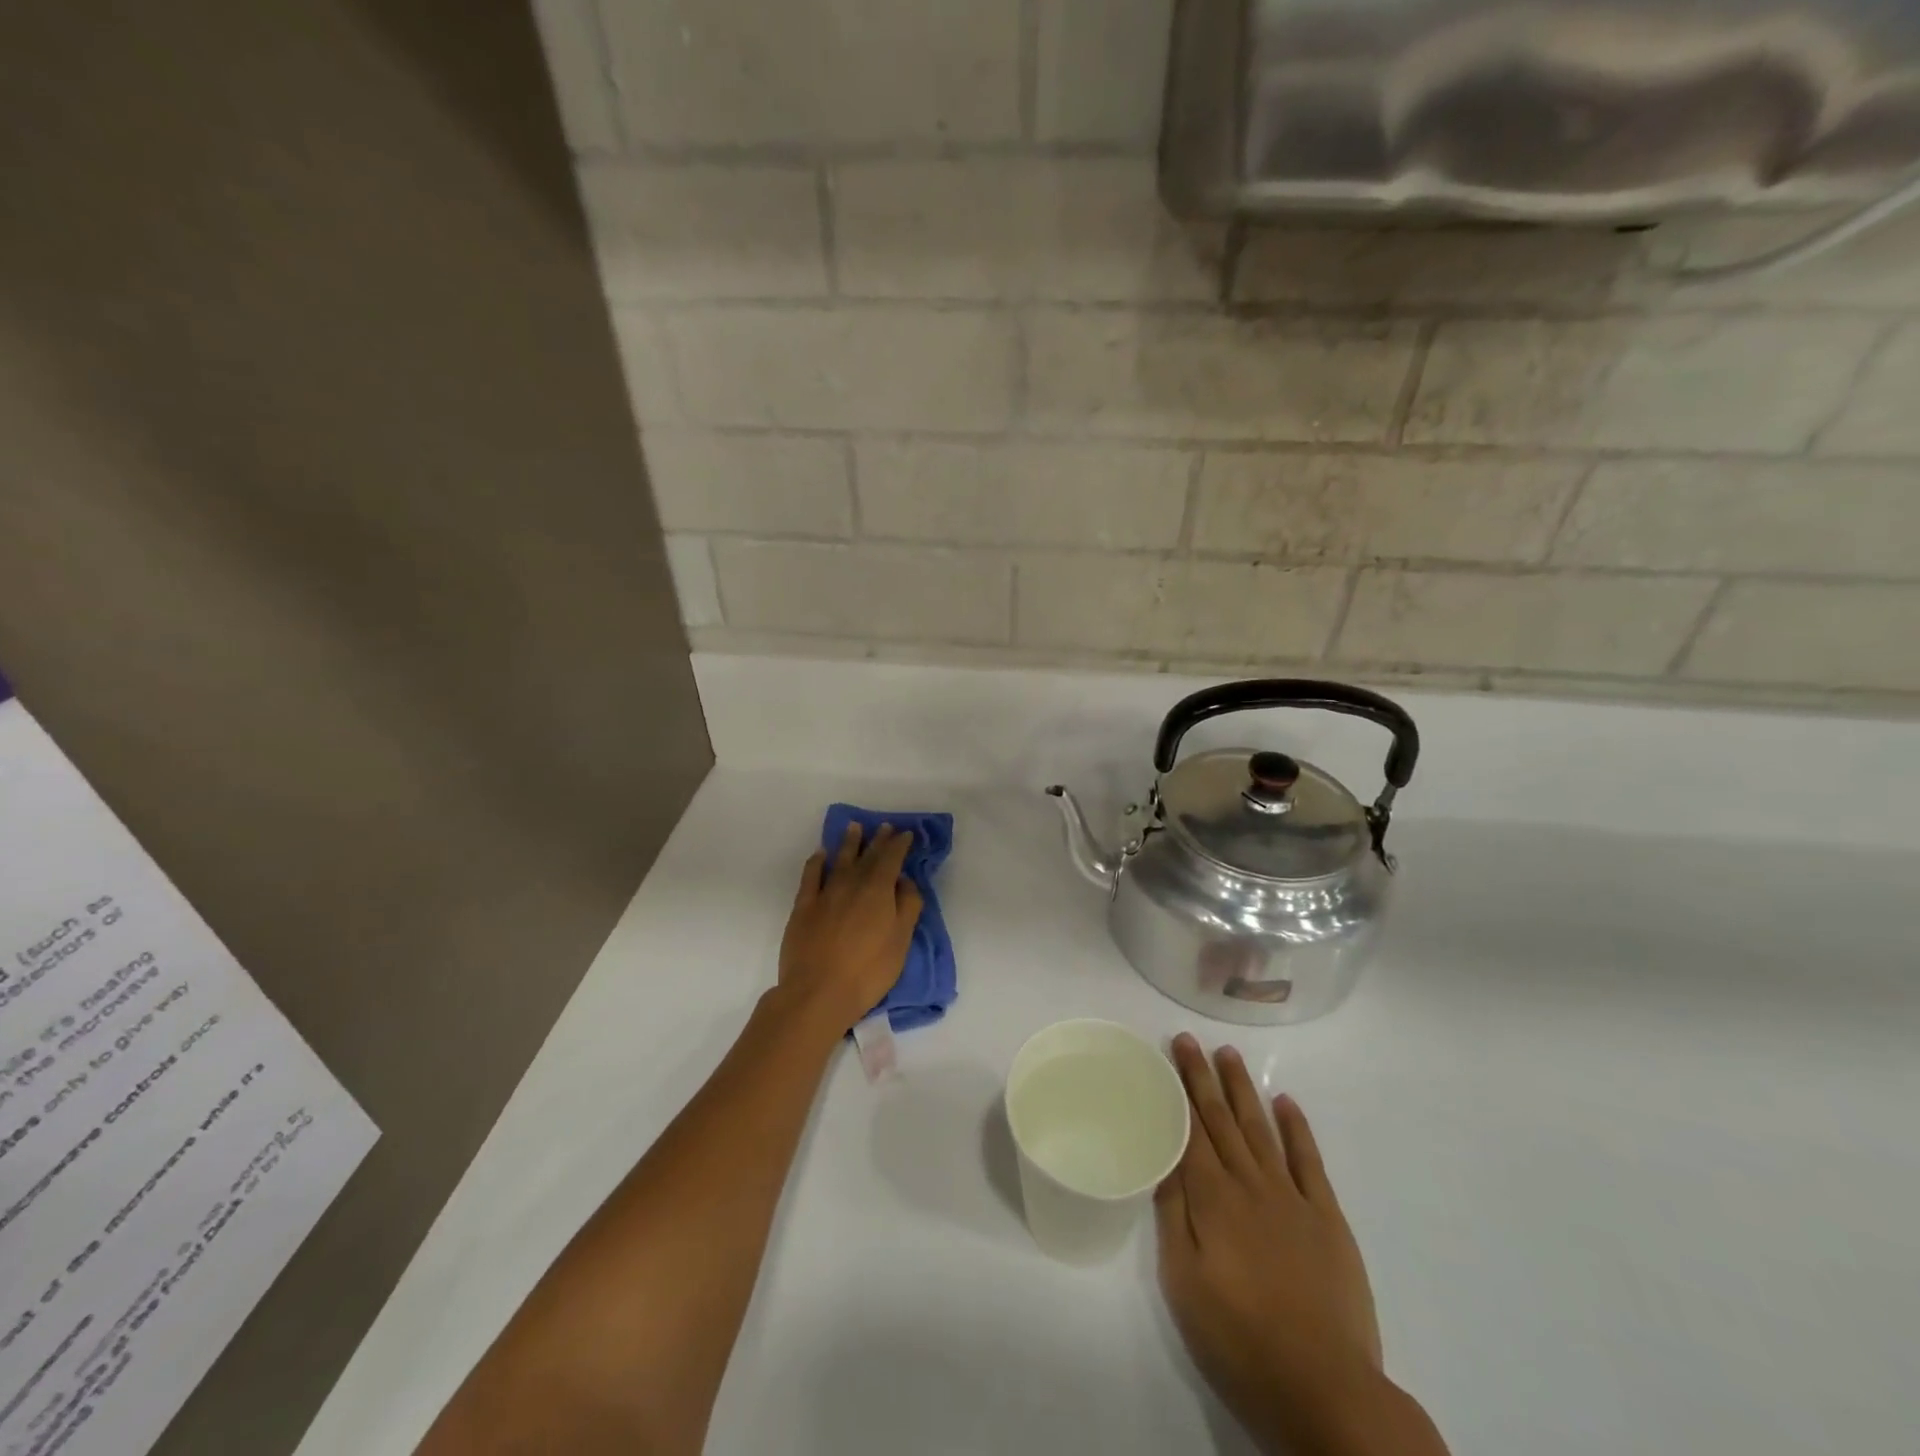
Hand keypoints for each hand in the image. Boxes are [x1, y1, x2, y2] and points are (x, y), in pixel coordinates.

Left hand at [778, 823, 922, 1035]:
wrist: (817, 992)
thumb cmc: (868, 971)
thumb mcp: (900, 941)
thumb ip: (907, 906)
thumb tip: (905, 880)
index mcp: (879, 890)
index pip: (892, 859)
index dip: (900, 845)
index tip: (906, 834)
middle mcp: (852, 883)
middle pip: (867, 855)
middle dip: (878, 840)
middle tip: (884, 827)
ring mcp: (825, 893)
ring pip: (839, 859)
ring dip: (849, 842)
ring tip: (855, 827)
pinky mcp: (803, 906)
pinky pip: (811, 875)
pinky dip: (817, 861)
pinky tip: (820, 854)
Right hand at [1157, 1035, 1381, 1450]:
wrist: (1326, 1389)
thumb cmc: (1241, 1340)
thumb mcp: (1185, 1284)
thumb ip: (1174, 1216)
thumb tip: (1164, 1161)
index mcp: (1213, 1199)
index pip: (1190, 1130)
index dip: (1179, 1089)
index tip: (1171, 1053)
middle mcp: (1250, 1185)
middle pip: (1221, 1120)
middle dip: (1203, 1077)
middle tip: (1190, 1040)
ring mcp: (1292, 1198)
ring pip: (1261, 1128)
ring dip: (1243, 1089)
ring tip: (1229, 1054)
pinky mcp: (1327, 1218)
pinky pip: (1309, 1161)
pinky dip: (1297, 1128)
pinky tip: (1286, 1102)